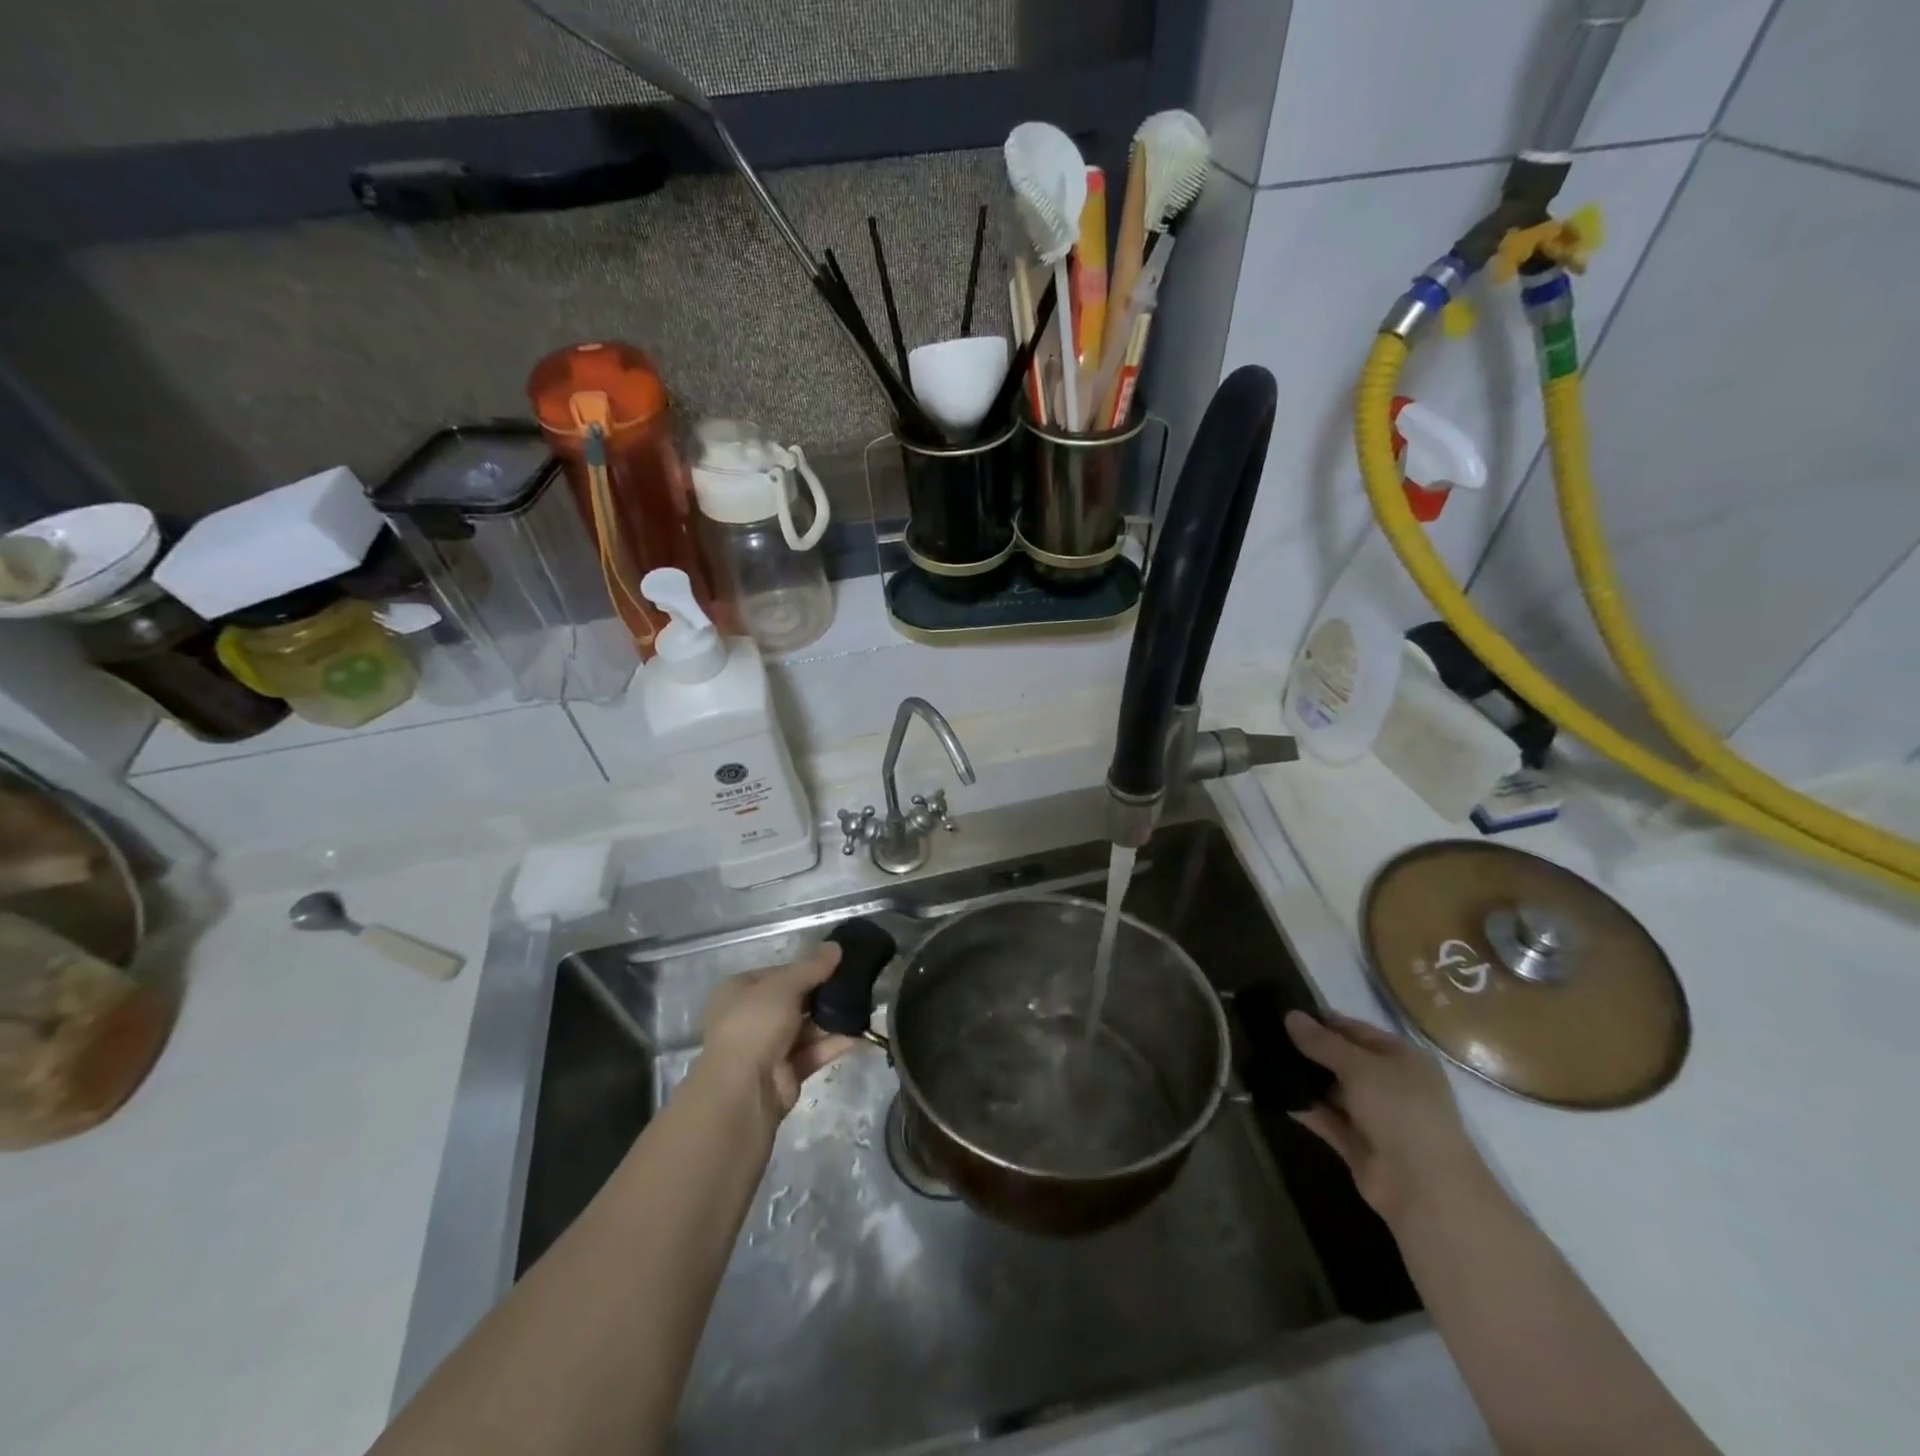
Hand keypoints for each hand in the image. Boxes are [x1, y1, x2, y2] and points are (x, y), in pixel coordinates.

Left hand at [699, 944, 858, 1117]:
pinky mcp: (786, 1072)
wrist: (743, 1090)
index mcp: (739, 991)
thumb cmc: (755, 1024)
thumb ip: (812, 967)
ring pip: (806, 1027)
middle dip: (823, 993)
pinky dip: (835, 1042)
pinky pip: (814, 1051)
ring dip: (833, 1017)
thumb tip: (836, 946)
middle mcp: (750, 1017)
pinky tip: (861, 1031)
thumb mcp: (784, 985)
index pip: (777, 973)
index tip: (836, 963)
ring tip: (866, 1003)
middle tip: (856, 981)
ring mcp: (768, 1047)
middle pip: (794, 1000)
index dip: (805, 967)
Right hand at [1285, 1010, 1485, 1227]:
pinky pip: (1326, 1119)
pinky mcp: (1358, 1145)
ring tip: (1263, 1059)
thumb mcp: (1359, 1066)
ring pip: (1333, 1090)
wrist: (1425, 1188)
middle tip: (1266, 1035)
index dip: (1321, 1021)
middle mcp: (1391, 1085)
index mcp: (1402, 1058)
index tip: (1282, 1011)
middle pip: (1343, 1060)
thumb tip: (1290, 1015)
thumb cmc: (1401, 1110)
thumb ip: (1322, 1041)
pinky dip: (1305, 1108)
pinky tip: (1275, 1093)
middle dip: (1309, 1050)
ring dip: (1305, 1079)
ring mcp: (1375, 1117)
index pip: (1356, 1030)